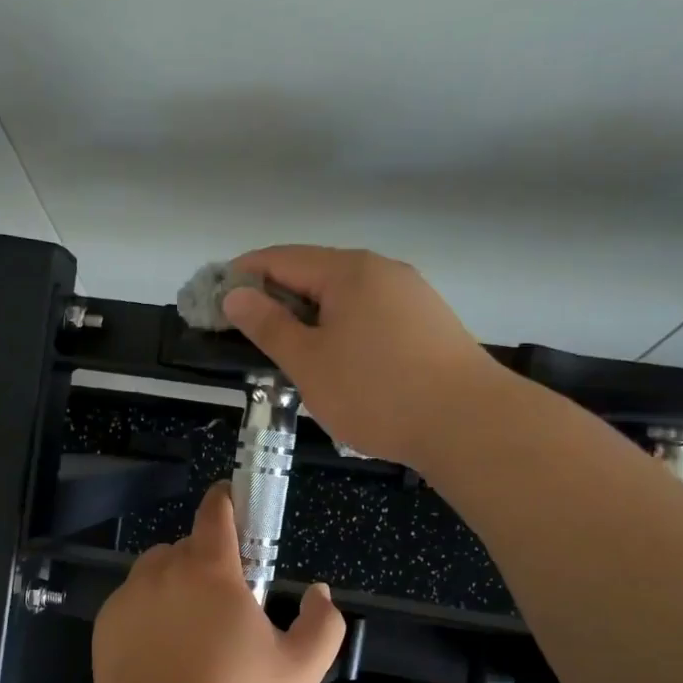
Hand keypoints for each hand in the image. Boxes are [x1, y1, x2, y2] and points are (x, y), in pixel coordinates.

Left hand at [92, 485, 345, 682]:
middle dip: (207, 560)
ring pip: (156, 570)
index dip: (226, 501)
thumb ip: (322, 625)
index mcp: (211, 569)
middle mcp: (165, 569)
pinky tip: (159, 650)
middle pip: (188, 545)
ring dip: (174, 582)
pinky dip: (147, 611)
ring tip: (188, 626)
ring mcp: (130, 595)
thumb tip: (319, 593)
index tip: (232, 503)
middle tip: (223, 602)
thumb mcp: (298, 670)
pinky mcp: (106, 622)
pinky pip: (132, 600)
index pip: (215, 512)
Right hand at [222, 246, 503, 471]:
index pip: (281, 258)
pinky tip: (338, 362)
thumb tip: (236, 294)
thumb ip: (268, 326)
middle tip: (246, 334)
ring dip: (310, 317)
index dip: (242, 275)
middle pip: (314, 274)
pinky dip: (342, 329)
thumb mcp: (309, 363)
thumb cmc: (377, 392)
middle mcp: (382, 271)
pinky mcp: (428, 323)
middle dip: (275, 299)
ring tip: (289, 353)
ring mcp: (411, 296)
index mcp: (348, 271)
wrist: (469, 424)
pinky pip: (370, 315)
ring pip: (345, 297)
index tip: (214, 301)